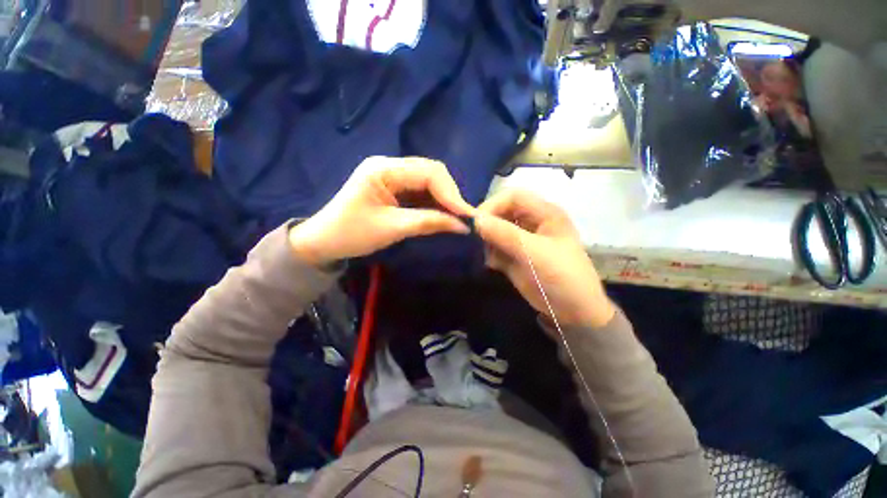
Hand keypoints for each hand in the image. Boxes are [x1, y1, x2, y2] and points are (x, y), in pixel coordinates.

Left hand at [289, 156, 474, 265]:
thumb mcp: (392, 229)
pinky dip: (434, 203)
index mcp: (383, 169)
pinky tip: (442, 215)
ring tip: (457, 218)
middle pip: (431, 172)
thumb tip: (462, 226)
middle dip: (450, 195)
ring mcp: (391, 175)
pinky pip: (421, 191)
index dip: (451, 194)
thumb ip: (428, 222)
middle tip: (464, 218)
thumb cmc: (351, 234)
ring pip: (429, 181)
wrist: (323, 241)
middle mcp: (389, 165)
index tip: (467, 216)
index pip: (429, 173)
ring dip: (444, 199)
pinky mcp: (393, 187)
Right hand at [475, 190, 614, 328]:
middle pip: (502, 211)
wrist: (573, 312)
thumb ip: (505, 235)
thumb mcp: (535, 253)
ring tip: (486, 255)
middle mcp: (532, 222)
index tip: (476, 223)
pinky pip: (496, 247)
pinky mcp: (515, 255)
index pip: (513, 196)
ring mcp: (523, 239)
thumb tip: (476, 220)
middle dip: (488, 223)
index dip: (493, 205)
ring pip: (496, 229)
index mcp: (545, 213)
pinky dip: (490, 254)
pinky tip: (492, 265)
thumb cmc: (561, 277)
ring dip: (487, 240)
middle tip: (475, 238)